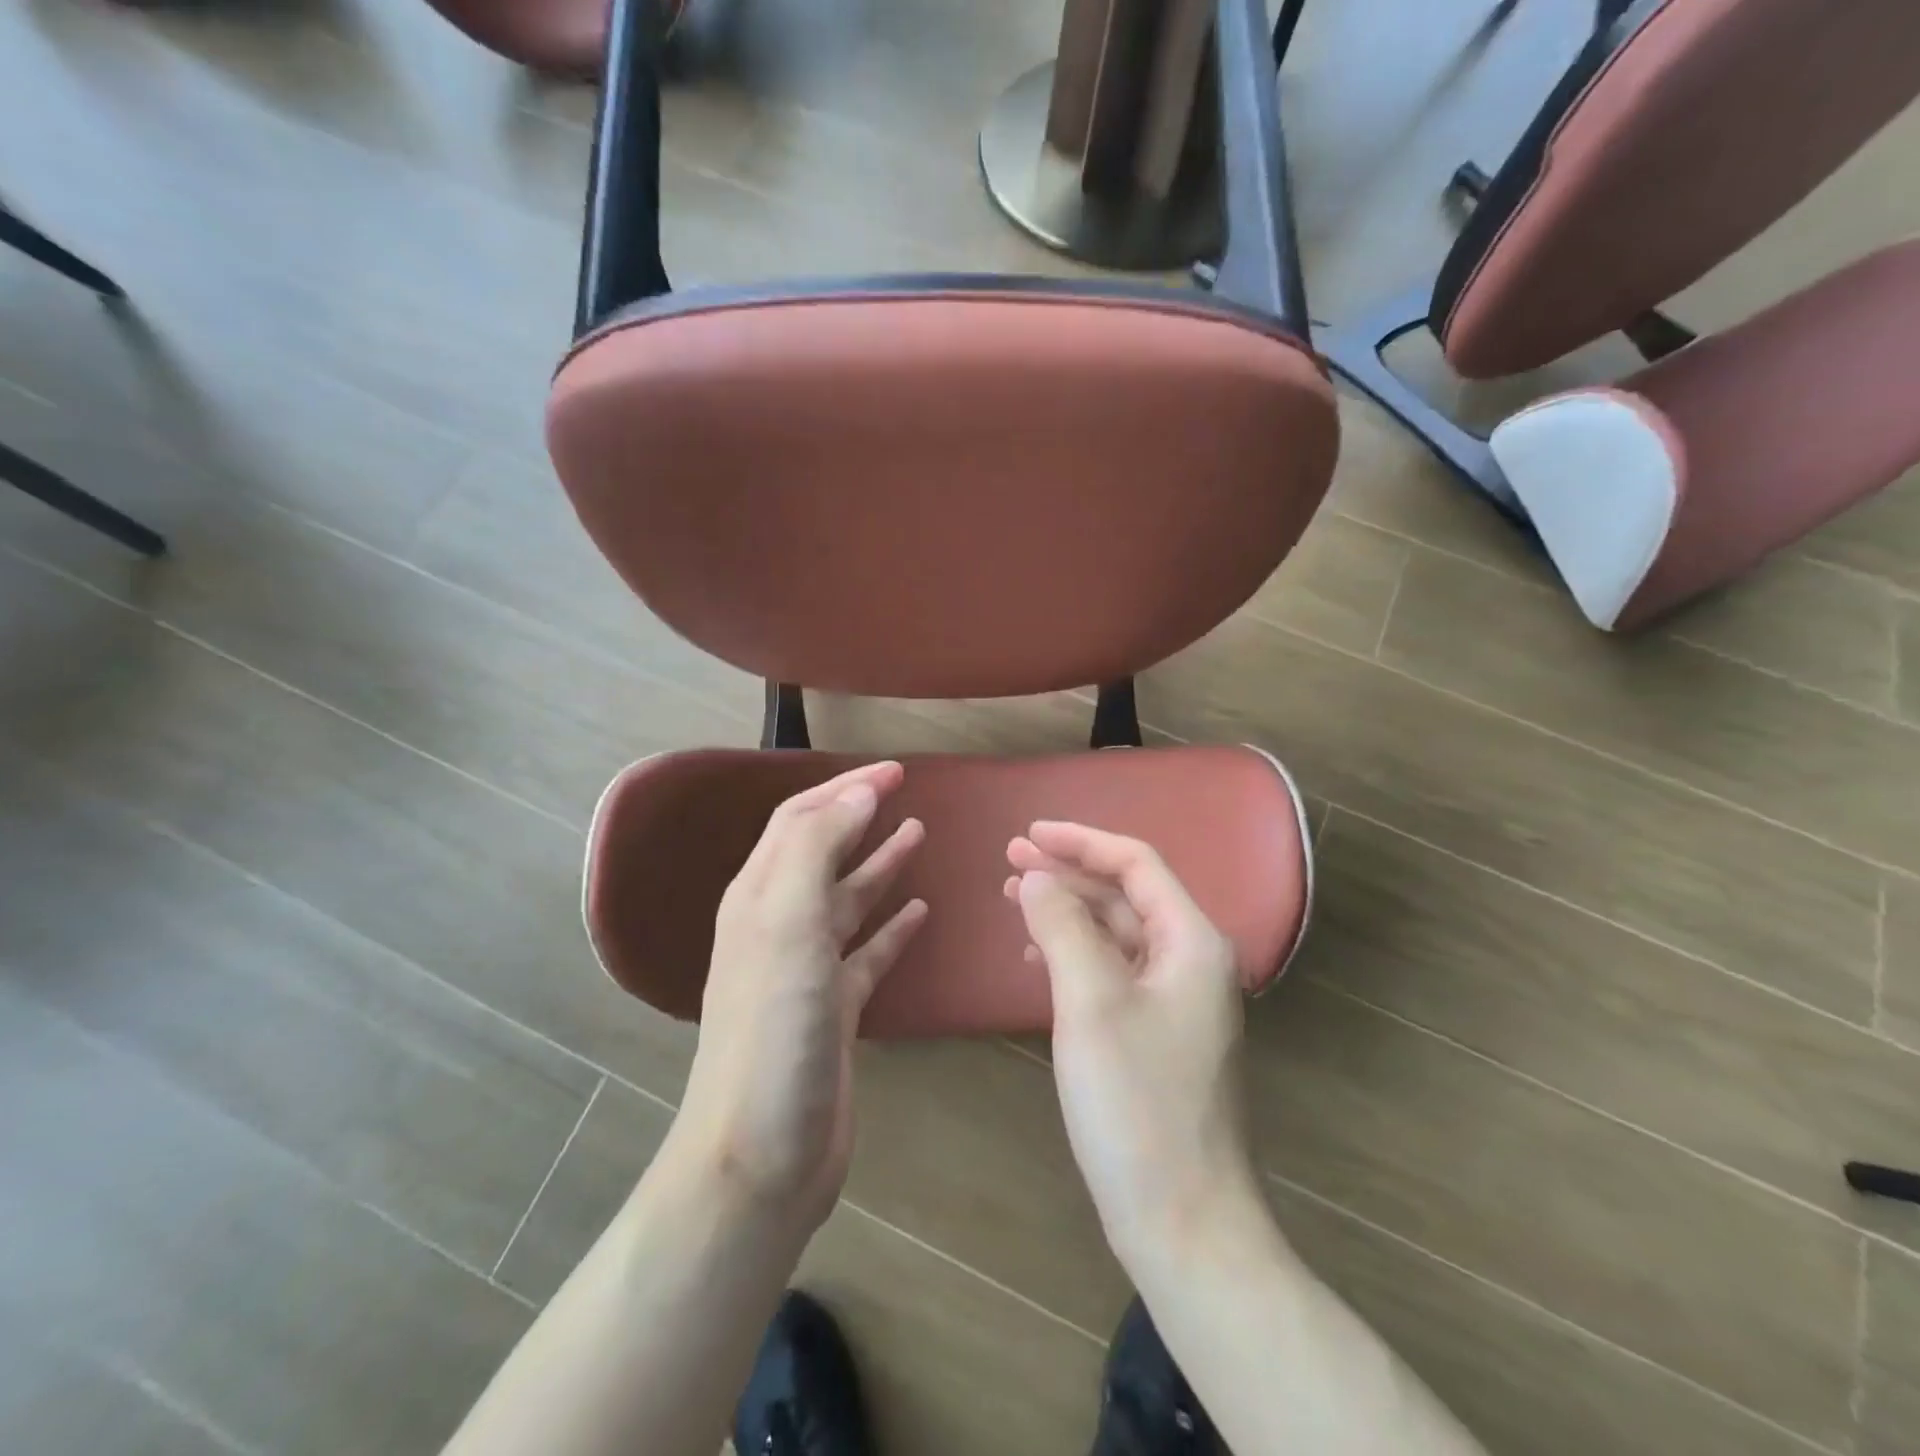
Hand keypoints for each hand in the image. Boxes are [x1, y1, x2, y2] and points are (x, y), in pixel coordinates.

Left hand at [674, 763, 926, 1228]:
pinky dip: (892, 926)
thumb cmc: (775, 1029)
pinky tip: (919, 910)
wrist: (761, 1154)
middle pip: (822, 852)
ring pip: (848, 899)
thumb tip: (858, 792)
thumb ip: (819, 849)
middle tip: (906, 791)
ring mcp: (807, 969)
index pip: (801, 820)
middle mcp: (779, 925)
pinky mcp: (835, 1009)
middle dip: (860, 815)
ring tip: (917, 834)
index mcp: (760, 897)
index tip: (896, 770)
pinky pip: (868, 951)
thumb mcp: (789, 923)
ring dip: (879, 863)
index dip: (844, 788)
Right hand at [1006, 823, 1263, 1270]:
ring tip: (1015, 899)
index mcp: (1192, 941)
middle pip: (1126, 895)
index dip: (1081, 841)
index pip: (1136, 863)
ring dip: (1069, 912)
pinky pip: (1115, 973)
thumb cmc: (1137, 1103)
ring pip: (1117, 934)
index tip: (1029, 833)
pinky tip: (1038, 959)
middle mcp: (1192, 961)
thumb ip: (1062, 927)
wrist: (1183, 1222)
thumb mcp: (1090, 1002)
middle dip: (1069, 873)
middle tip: (1010, 859)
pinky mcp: (1158, 1035)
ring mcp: (1178, 1002)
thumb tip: (1035, 877)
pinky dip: (1076, 955)